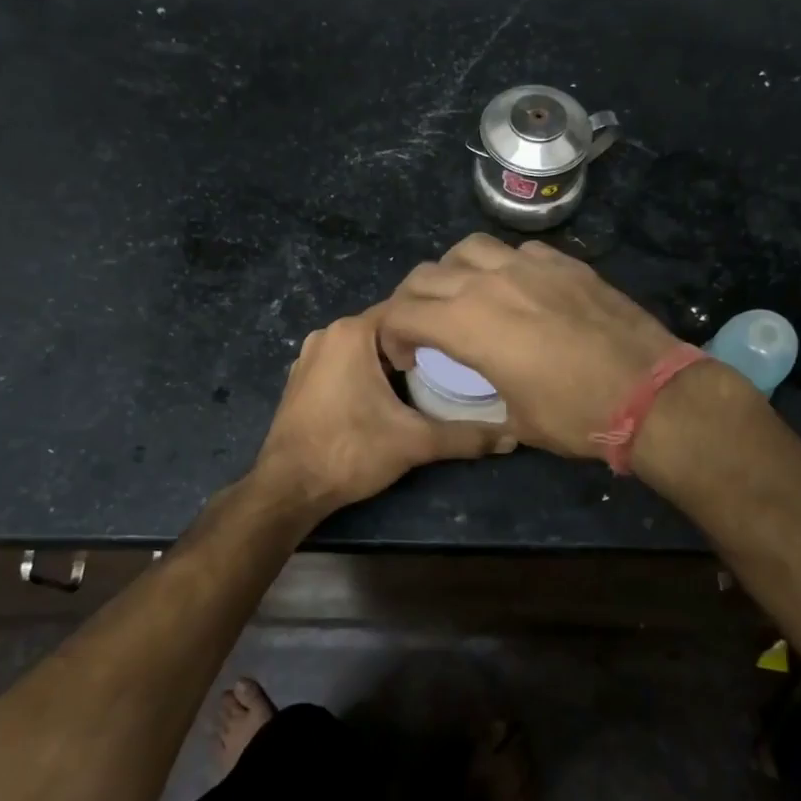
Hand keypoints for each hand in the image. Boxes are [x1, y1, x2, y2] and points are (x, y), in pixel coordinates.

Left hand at [252, 305, 514, 518]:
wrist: (288, 488)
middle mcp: (327, 334)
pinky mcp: (300, 379)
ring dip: (391, 361)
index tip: (463, 346)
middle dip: (416, 346)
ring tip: (426, 384)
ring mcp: (309, 356)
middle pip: (386, 329)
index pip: (407, 311)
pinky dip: (366, 372)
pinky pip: (344, 363)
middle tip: (451, 368)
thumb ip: (465, 437)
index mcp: (351, 333)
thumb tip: (511, 437)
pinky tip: (386, 399)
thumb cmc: (350, 452)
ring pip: (365, 347)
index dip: (437, 327)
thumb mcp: (415, 442)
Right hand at [378, 235, 679, 458]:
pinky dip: (504, 266)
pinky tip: (519, 290)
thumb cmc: (574, 415)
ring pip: (469, 249)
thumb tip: (486, 387)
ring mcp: (530, 266)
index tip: (407, 357)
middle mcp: (490, 283)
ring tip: (466, 297)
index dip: (392, 335)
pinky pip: (518, 251)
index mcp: (467, 324)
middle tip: (424, 328)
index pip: (402, 312)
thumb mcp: (515, 418)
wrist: (648, 393)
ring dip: (454, 272)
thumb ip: (485, 391)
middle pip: (426, 275)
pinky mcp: (565, 263)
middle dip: (412, 301)